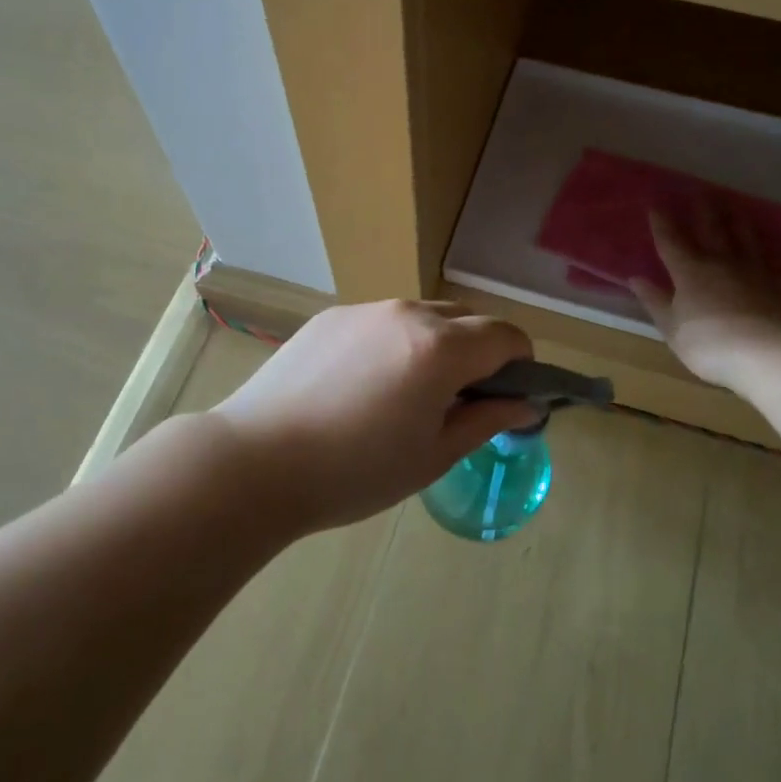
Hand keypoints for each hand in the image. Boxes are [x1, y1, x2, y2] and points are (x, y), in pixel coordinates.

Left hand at [212, 301, 537, 533]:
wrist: (256, 462)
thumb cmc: (355, 472)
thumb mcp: (432, 455)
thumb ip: (486, 421)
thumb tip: (525, 405)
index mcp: (440, 347)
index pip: (506, 335)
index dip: (520, 364)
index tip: (509, 396)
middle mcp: (407, 313)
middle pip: (467, 319)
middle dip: (480, 352)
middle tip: (459, 401)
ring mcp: (365, 310)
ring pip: (423, 316)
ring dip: (436, 344)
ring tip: (406, 394)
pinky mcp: (330, 316)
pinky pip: (382, 321)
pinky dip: (394, 342)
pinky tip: (362, 386)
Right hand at [629, 203, 780, 391]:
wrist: (774, 354)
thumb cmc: (712, 344)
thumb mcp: (673, 329)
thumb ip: (656, 302)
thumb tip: (636, 279)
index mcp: (690, 272)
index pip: (671, 241)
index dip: (662, 223)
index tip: (656, 205)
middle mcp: (722, 263)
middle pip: (711, 229)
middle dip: (702, 210)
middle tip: (700, 190)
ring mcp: (755, 272)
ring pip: (743, 238)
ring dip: (736, 220)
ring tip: (733, 206)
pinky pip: (768, 260)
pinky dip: (763, 251)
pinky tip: (766, 250)